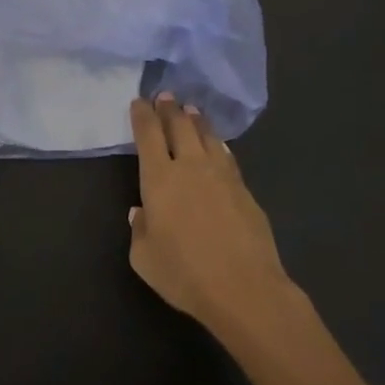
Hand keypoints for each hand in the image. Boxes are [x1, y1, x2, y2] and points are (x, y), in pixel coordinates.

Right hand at [128, 94, 294, 336]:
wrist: (244, 288)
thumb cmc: (184, 274)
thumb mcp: (144, 258)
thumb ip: (139, 230)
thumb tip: (141, 211)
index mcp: (159, 179)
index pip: (148, 135)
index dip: (142, 115)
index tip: (139, 102)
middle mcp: (190, 167)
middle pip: (180, 126)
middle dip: (170, 108)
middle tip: (166, 96)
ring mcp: (222, 175)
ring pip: (207, 136)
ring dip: (196, 120)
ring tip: (191, 111)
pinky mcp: (245, 190)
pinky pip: (227, 156)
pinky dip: (217, 144)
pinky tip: (217, 145)